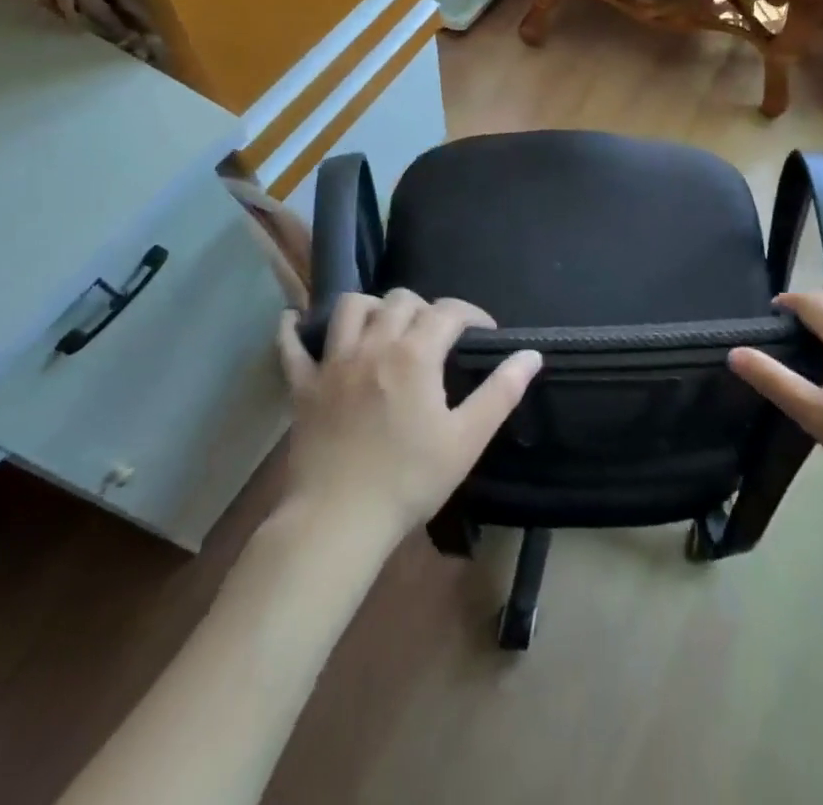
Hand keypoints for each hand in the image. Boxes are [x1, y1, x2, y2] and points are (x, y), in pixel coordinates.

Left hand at [276, 290, 541, 546]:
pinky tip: (296, 321)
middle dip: (425, 309)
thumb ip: (501, 392)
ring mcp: (333, 362)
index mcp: (415, 354)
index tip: (484, 332)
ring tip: (384, 327)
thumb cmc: (409, 480)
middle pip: (401, 300)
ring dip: (372, 308)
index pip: (449, 311)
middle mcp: (373, 344)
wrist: (338, 521)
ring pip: (351, 307)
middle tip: (437, 338)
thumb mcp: (467, 439)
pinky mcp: (302, 386)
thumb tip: (531, 355)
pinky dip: (294, 328)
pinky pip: (291, 345)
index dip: (472, 315)